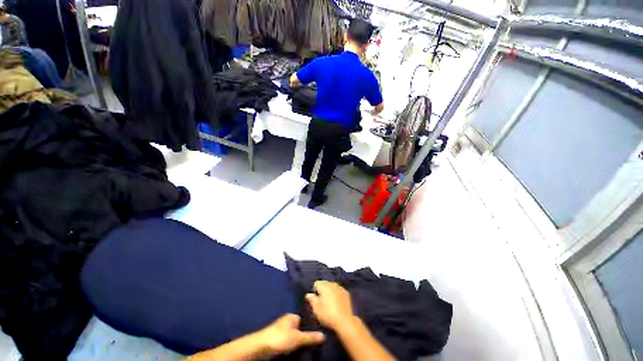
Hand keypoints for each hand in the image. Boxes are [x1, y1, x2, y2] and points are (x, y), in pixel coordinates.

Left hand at [258, 314, 324, 356]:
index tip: (319, 333)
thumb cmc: (280, 338)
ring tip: (307, 348)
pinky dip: (293, 346)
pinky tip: (297, 351)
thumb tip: (324, 335)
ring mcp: (281, 330)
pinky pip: (289, 342)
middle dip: (305, 335)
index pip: (305, 319)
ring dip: (299, 342)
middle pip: (300, 328)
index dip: (311, 327)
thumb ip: (310, 337)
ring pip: (294, 336)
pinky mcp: (277, 339)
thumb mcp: (298, 338)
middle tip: (314, 343)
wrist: (260, 347)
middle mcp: (287, 321)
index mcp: (292, 316)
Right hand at [306, 281, 355, 331]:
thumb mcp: (316, 309)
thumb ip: (312, 299)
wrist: (345, 321)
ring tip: (329, 303)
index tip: (315, 300)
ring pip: (332, 286)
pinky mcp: (346, 293)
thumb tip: (308, 294)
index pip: (316, 283)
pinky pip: (338, 290)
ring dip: (329, 292)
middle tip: (321, 302)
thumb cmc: (328, 315)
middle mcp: (332, 284)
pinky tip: (336, 303)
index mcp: (324, 286)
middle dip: (322, 290)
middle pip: (324, 284)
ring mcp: (340, 288)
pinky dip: (336, 294)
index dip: (314, 291)